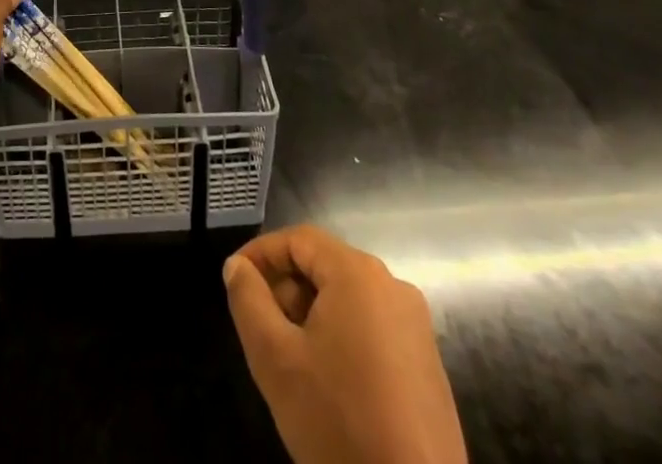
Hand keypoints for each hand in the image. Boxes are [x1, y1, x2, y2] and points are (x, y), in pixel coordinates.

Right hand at [224, 225, 466, 463]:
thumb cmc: (339, 422)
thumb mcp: (276, 359)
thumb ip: (248, 300)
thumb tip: (237, 266)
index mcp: (358, 273)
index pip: (298, 239)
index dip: (260, 254)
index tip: (233, 279)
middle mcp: (392, 286)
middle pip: (325, 266)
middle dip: (286, 289)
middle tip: (259, 326)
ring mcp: (416, 327)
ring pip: (347, 299)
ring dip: (311, 315)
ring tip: (289, 357)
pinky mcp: (428, 365)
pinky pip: (372, 328)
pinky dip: (341, 338)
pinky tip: (327, 383)